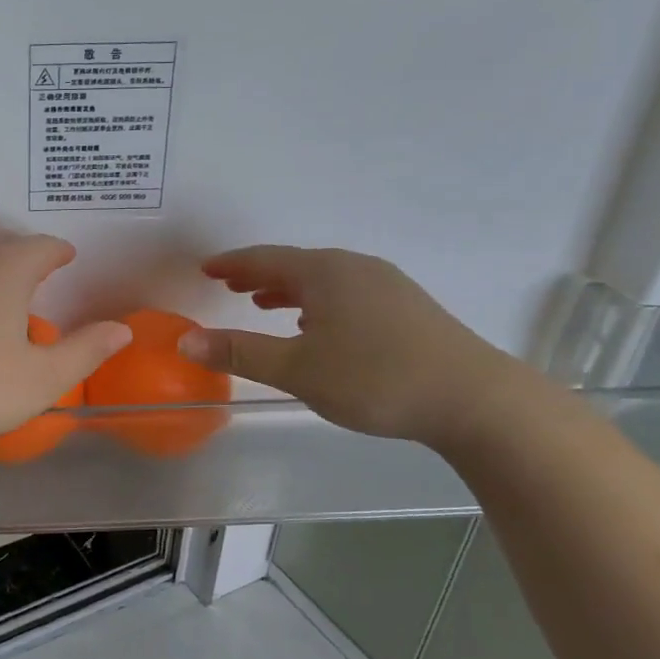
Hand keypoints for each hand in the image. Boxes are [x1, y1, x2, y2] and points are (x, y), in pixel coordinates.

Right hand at [177, 245, 523, 446]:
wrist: (474, 399)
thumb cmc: (375, 378)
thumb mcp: (297, 369)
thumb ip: (240, 353)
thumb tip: (185, 341)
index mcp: (325, 272)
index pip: (266, 259)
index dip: (232, 264)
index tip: (205, 269)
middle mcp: (356, 268)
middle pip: (296, 265)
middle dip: (259, 275)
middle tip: (229, 285)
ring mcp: (387, 286)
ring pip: (324, 280)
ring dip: (289, 289)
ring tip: (264, 304)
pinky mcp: (408, 309)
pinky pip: (347, 294)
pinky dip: (318, 302)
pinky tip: (318, 326)